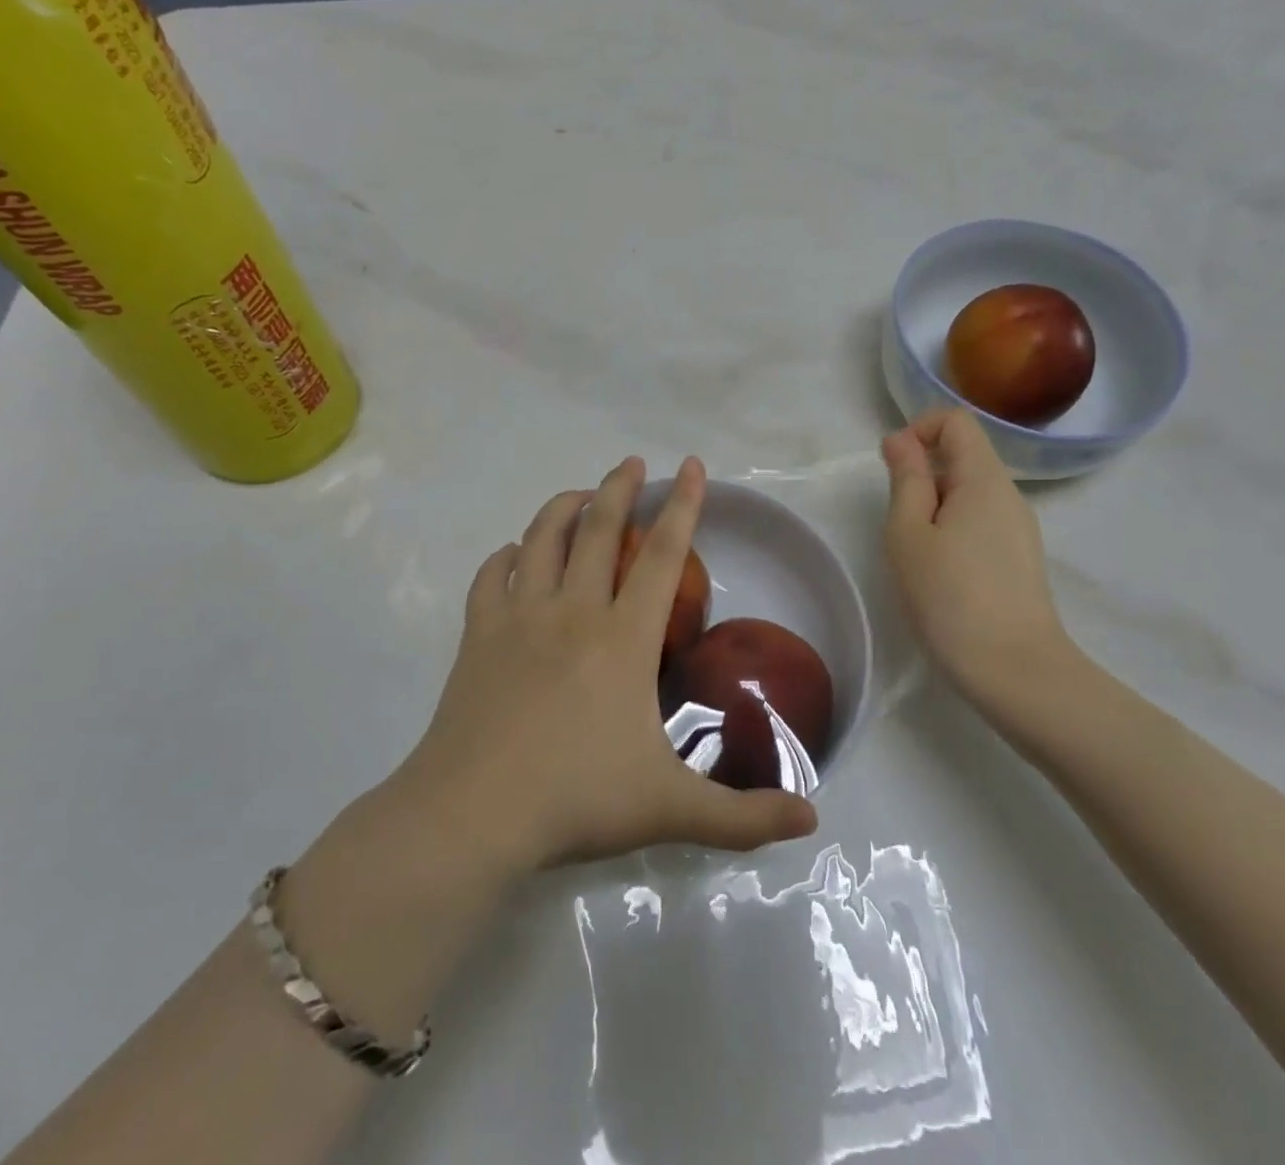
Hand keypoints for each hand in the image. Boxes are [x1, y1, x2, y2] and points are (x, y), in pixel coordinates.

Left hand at [401, 456, 817, 873]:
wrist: (473, 814)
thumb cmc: (577, 799)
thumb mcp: (671, 810)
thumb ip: (743, 816)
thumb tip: (810, 821)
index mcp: (623, 638)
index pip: (662, 556)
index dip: (683, 506)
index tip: (691, 466)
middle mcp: (572, 611)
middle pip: (598, 527)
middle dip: (619, 487)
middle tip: (633, 462)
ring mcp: (519, 617)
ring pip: (542, 538)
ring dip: (563, 506)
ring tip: (581, 495)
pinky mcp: (478, 634)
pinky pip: (492, 576)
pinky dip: (507, 556)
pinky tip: (515, 555)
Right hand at [882, 409, 1074, 721]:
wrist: (1014, 671)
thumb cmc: (950, 596)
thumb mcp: (909, 533)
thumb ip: (906, 479)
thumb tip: (901, 440)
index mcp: (984, 479)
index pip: (956, 421)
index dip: (918, 431)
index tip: (893, 470)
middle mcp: (1009, 495)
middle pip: (963, 456)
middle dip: (922, 476)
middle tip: (898, 524)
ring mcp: (1019, 528)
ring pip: (969, 493)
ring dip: (933, 507)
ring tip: (917, 554)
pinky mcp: (1019, 558)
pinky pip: (980, 522)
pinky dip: (952, 530)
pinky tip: (941, 574)